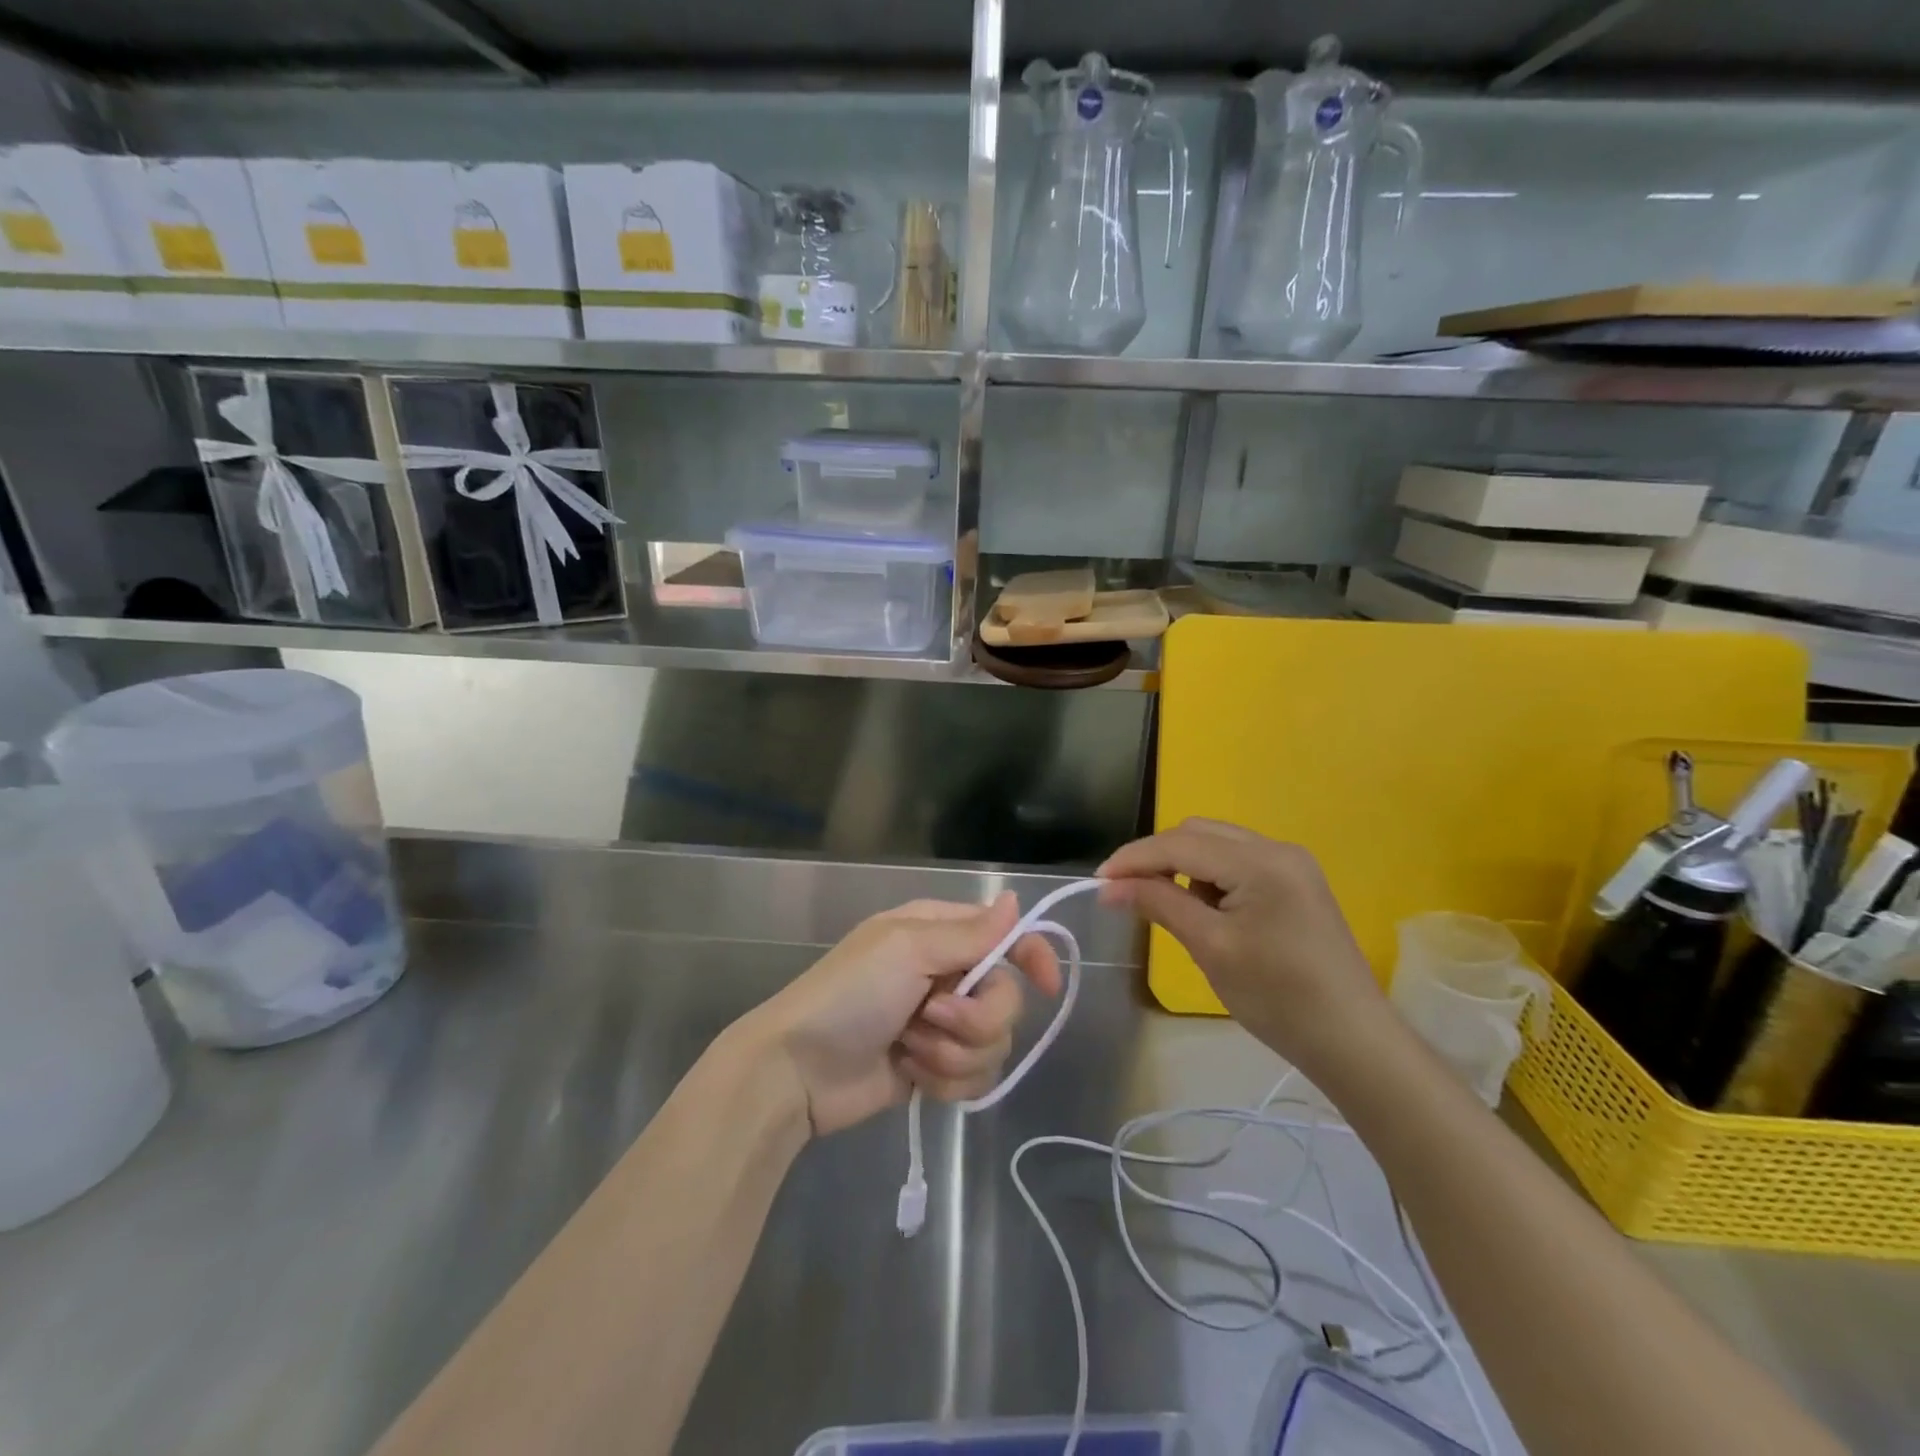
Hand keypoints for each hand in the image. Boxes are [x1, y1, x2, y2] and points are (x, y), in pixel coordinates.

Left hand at [745, 893, 1062, 1137]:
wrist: (798, 1070)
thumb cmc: (850, 994)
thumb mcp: (907, 950)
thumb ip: (969, 933)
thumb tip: (1016, 901)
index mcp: (939, 934)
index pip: (1006, 936)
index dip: (1033, 955)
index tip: (1047, 985)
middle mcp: (947, 974)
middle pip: (1006, 997)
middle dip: (975, 1017)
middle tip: (932, 1015)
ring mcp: (941, 1024)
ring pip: (993, 1043)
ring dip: (953, 1053)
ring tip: (910, 1048)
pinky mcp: (935, 1068)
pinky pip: (974, 1077)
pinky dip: (944, 1080)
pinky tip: (910, 1074)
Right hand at [1097, 818, 1390, 1079]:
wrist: (1353, 1041)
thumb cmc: (1278, 998)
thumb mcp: (1210, 948)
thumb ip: (1159, 904)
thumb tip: (1109, 886)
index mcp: (1262, 862)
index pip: (1181, 844)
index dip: (1134, 858)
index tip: (1098, 881)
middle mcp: (1278, 849)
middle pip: (1198, 833)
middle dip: (1157, 857)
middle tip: (1125, 891)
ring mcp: (1291, 864)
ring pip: (1217, 845)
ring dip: (1182, 866)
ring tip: (1166, 906)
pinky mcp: (1295, 883)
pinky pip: (1237, 863)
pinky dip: (1208, 877)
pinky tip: (1204, 910)